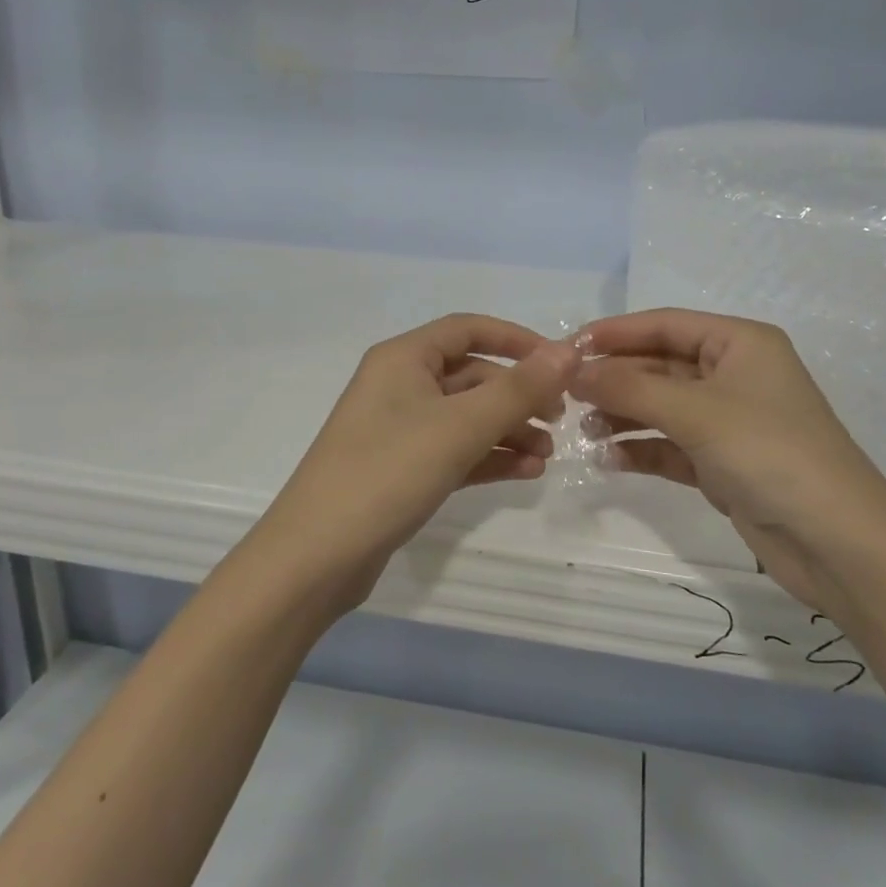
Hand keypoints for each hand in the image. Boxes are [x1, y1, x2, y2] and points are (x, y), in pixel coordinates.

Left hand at [250, 314, 578, 610]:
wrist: (317, 557)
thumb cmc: (388, 473)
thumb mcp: (460, 427)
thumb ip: (518, 389)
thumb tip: (569, 352)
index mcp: (403, 358)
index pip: (469, 329)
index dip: (517, 340)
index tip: (560, 363)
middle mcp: (399, 385)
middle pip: (471, 376)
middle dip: (518, 395)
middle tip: (560, 419)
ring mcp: (399, 429)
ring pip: (466, 417)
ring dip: (508, 430)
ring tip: (547, 455)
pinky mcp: (401, 469)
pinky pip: (455, 450)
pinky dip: (489, 457)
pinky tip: (526, 473)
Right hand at [573, 308, 885, 610]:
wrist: (838, 543)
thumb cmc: (769, 453)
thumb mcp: (695, 412)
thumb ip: (630, 387)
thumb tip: (574, 370)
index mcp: (740, 343)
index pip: (665, 324)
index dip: (615, 333)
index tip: (566, 347)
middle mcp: (735, 374)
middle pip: (660, 365)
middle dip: (616, 379)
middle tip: (566, 395)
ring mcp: (729, 421)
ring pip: (662, 407)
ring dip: (623, 415)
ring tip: (583, 431)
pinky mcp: (724, 463)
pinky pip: (671, 446)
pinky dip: (642, 450)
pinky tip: (609, 461)